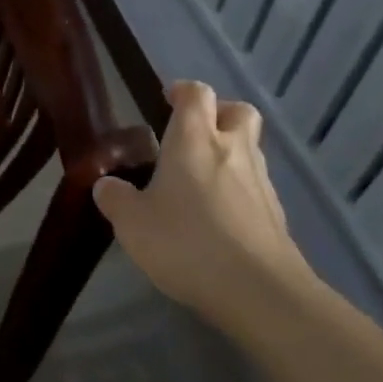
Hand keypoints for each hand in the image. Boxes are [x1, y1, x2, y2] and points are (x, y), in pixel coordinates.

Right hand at [93, 81, 311, 327]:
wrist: (258, 290)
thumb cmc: (187, 242)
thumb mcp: (133, 223)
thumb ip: (116, 199)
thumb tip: (106, 185)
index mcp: (195, 139)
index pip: (196, 93)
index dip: (182, 91)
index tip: (167, 100)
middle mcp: (233, 149)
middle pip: (237, 111)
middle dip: (218, 114)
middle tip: (193, 134)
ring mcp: (260, 181)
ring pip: (249, 149)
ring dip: (229, 153)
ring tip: (201, 182)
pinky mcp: (276, 214)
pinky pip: (255, 186)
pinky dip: (239, 190)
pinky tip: (219, 218)